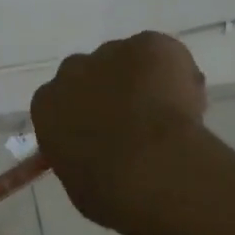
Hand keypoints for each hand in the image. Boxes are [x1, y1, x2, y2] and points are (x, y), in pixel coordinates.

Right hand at [30, 31, 207, 228]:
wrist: (149, 169)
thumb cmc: (106, 189)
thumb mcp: (78, 178)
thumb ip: (81, 154)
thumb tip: (97, 153)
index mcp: (47, 104)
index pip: (61, 102)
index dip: (86, 115)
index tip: (105, 133)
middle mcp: (73, 71)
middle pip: (91, 73)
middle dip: (111, 91)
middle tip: (138, 122)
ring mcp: (112, 52)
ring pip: (129, 61)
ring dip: (144, 81)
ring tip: (170, 116)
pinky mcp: (150, 45)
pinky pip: (163, 54)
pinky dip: (177, 73)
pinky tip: (187, 105)